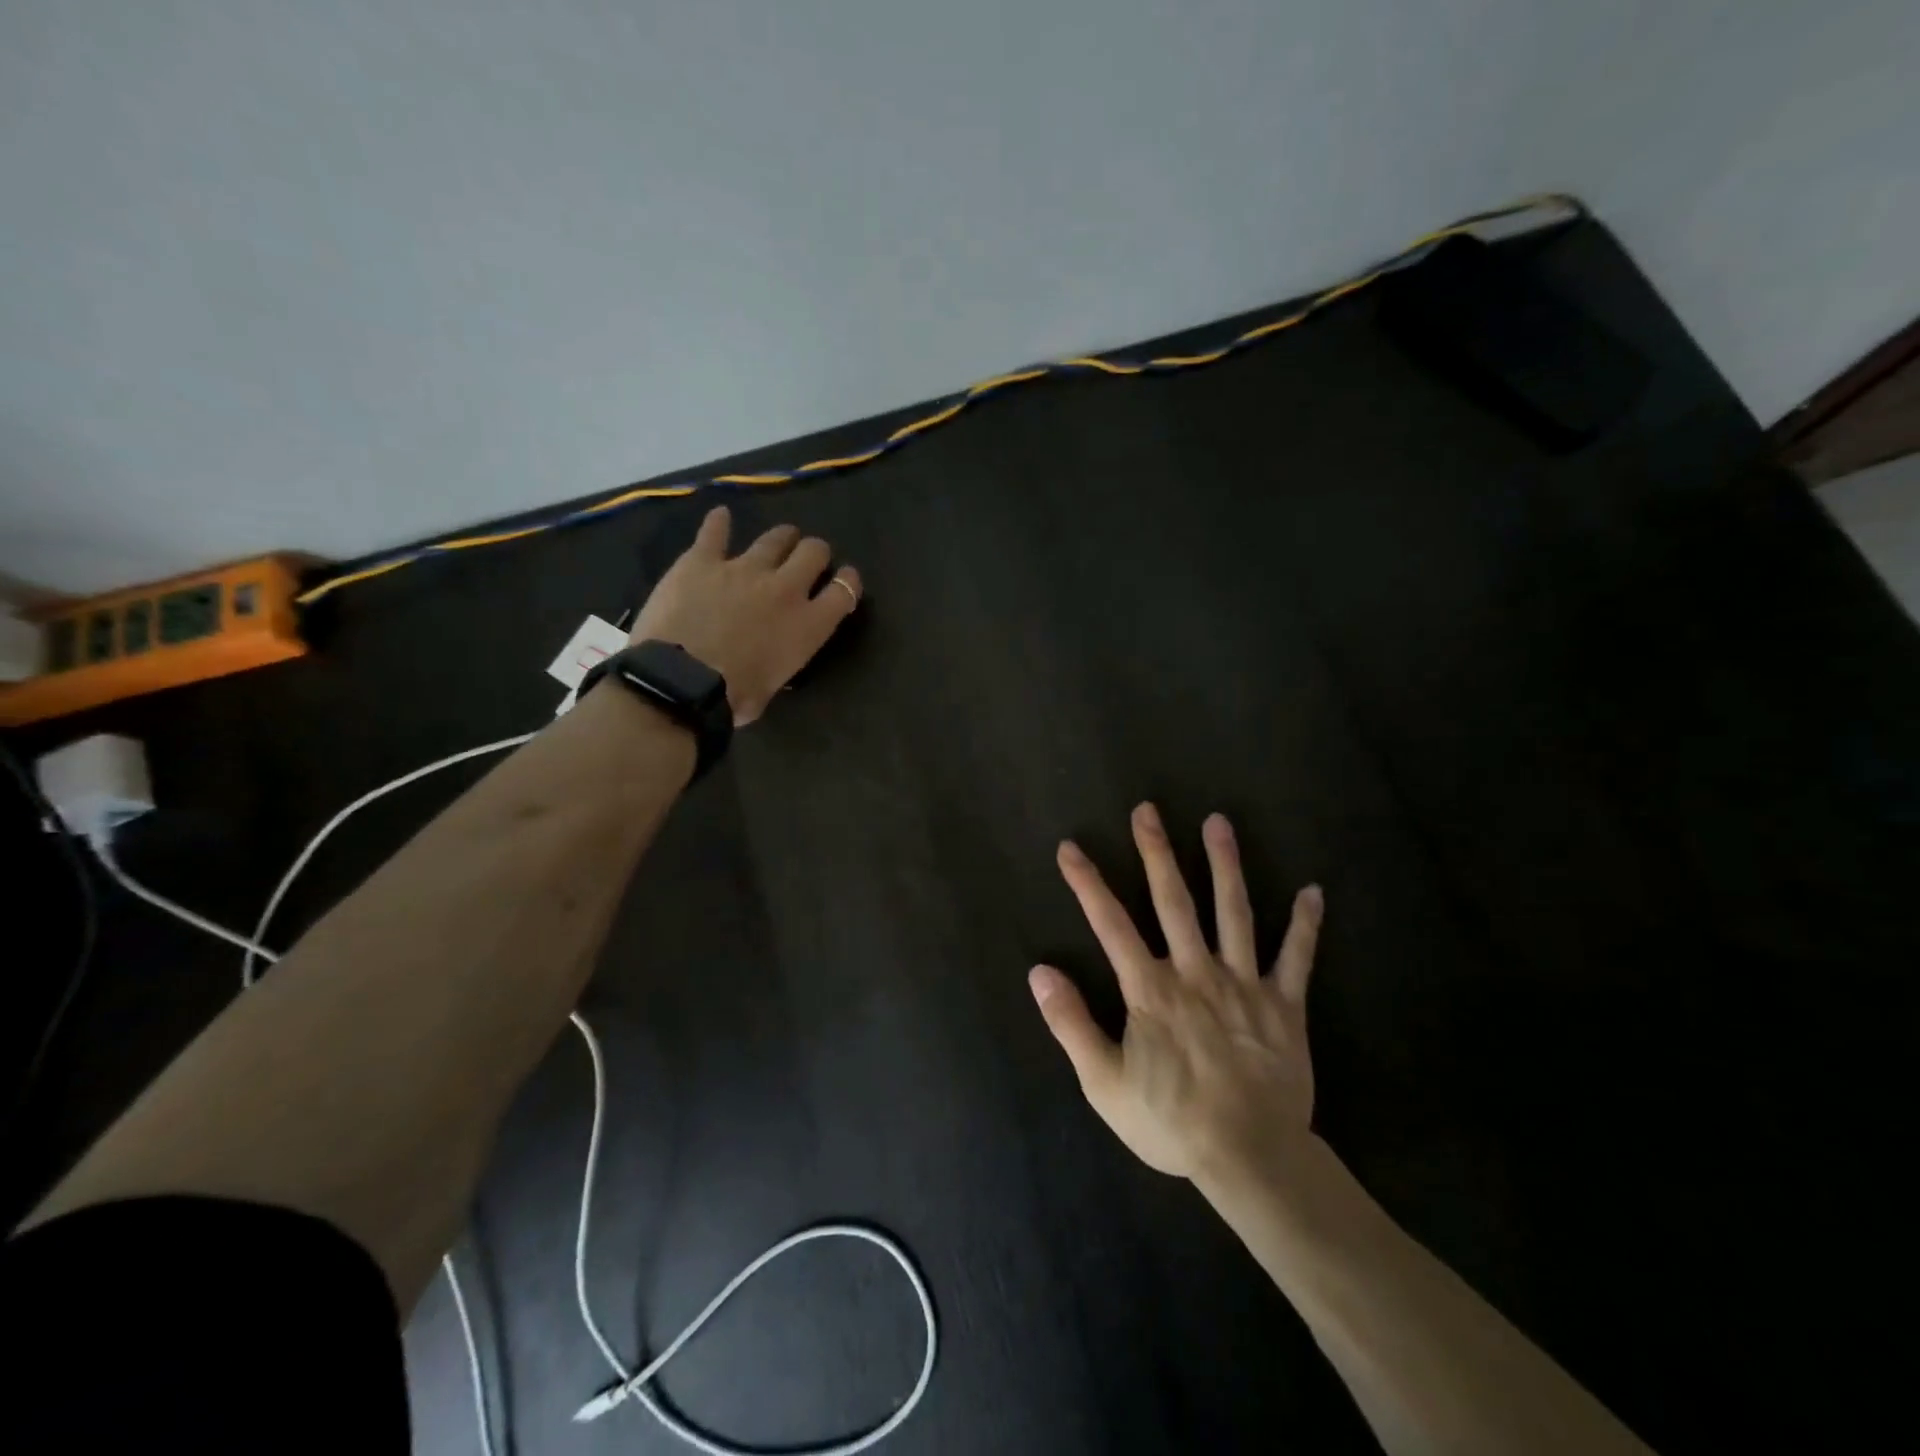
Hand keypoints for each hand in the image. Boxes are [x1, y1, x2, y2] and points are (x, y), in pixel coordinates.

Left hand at [627, 506, 861, 724]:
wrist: (682, 681)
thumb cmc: (733, 698)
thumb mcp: (773, 687)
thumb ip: (780, 663)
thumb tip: (769, 662)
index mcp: (809, 625)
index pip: (844, 591)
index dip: (848, 582)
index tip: (844, 580)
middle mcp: (785, 588)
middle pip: (813, 552)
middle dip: (814, 553)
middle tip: (806, 560)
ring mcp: (744, 568)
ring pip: (775, 538)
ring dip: (780, 538)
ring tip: (778, 541)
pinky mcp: (703, 560)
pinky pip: (715, 532)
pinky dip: (719, 523)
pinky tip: (720, 516)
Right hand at [1029, 803, 1323, 1181]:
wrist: (1250, 1158)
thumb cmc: (1171, 1121)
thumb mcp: (1104, 1083)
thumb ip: (1071, 1024)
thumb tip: (1039, 971)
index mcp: (1151, 990)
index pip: (1111, 924)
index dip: (1088, 883)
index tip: (1070, 848)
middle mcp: (1196, 972)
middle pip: (1173, 901)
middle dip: (1156, 852)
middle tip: (1148, 810)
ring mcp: (1244, 984)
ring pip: (1234, 913)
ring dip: (1225, 865)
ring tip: (1219, 823)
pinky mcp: (1285, 1005)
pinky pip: (1297, 959)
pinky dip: (1305, 925)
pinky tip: (1313, 891)